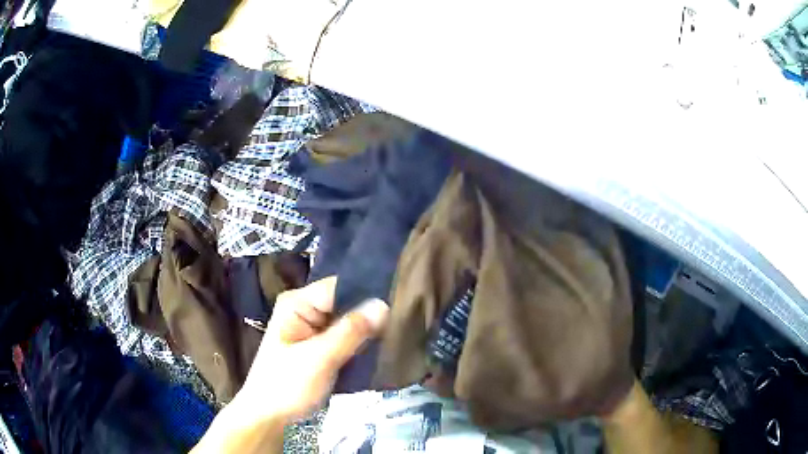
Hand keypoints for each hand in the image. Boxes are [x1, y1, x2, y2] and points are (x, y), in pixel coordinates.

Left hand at [233, 276, 388, 423]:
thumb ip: (350, 332)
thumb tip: (384, 305)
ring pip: (348, 322)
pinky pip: (346, 337)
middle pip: (345, 303)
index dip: (367, 293)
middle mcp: (306, 310)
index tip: (399, 302)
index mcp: (297, 303)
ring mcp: (313, 329)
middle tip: (404, 322)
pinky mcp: (321, 346)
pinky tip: (382, 346)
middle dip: (370, 314)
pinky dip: (361, 343)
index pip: (338, 287)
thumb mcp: (319, 358)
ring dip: (368, 330)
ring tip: (399, 333)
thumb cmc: (287, 385)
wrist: (270, 416)